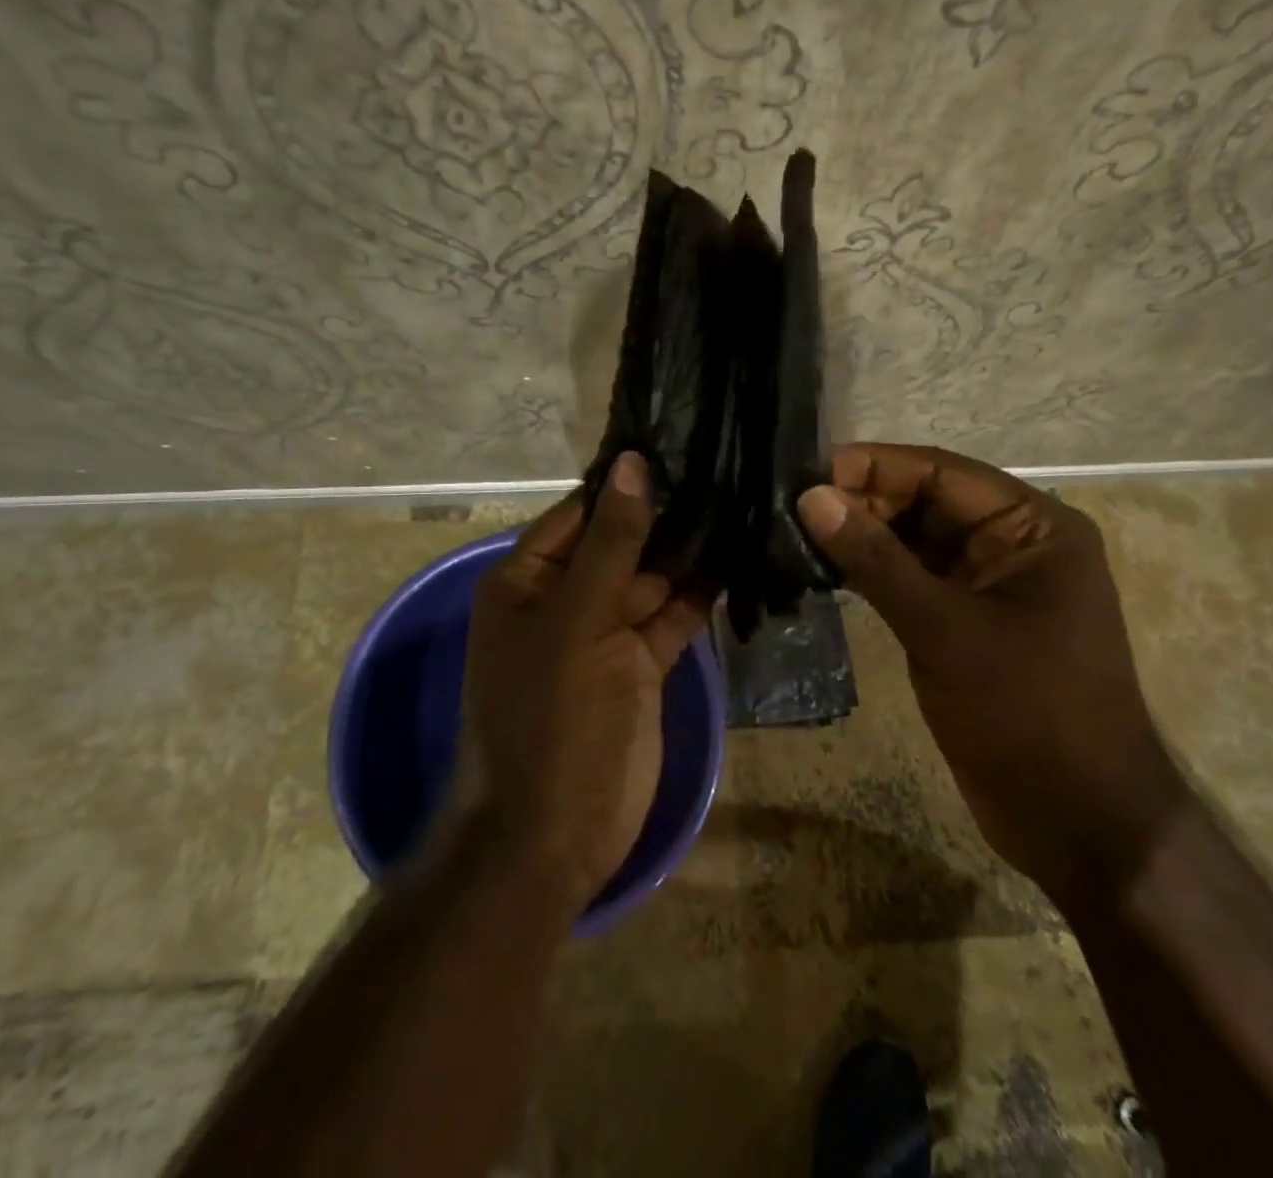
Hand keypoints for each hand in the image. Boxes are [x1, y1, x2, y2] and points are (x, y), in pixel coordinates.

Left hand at [459, 451, 712, 910]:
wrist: (552, 832)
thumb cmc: (550, 715)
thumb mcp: (576, 620)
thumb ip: (611, 542)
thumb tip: (632, 463)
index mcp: (529, 578)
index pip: (583, 510)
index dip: (627, 480)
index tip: (682, 439)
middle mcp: (565, 597)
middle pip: (622, 541)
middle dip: (668, 513)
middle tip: (729, 464)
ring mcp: (605, 632)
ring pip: (652, 577)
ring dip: (690, 550)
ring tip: (743, 500)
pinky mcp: (641, 665)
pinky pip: (672, 616)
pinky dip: (699, 594)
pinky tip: (739, 557)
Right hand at [797, 444, 1190, 902]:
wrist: (1079, 826)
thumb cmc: (1028, 714)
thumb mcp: (946, 630)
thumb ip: (876, 561)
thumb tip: (812, 497)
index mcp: (1033, 527)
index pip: (941, 472)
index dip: (873, 466)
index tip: (805, 471)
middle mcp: (1013, 545)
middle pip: (925, 503)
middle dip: (862, 502)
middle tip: (788, 508)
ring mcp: (988, 587)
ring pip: (913, 542)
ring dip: (861, 538)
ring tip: (792, 534)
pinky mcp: (965, 624)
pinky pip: (912, 581)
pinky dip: (871, 574)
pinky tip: (822, 571)